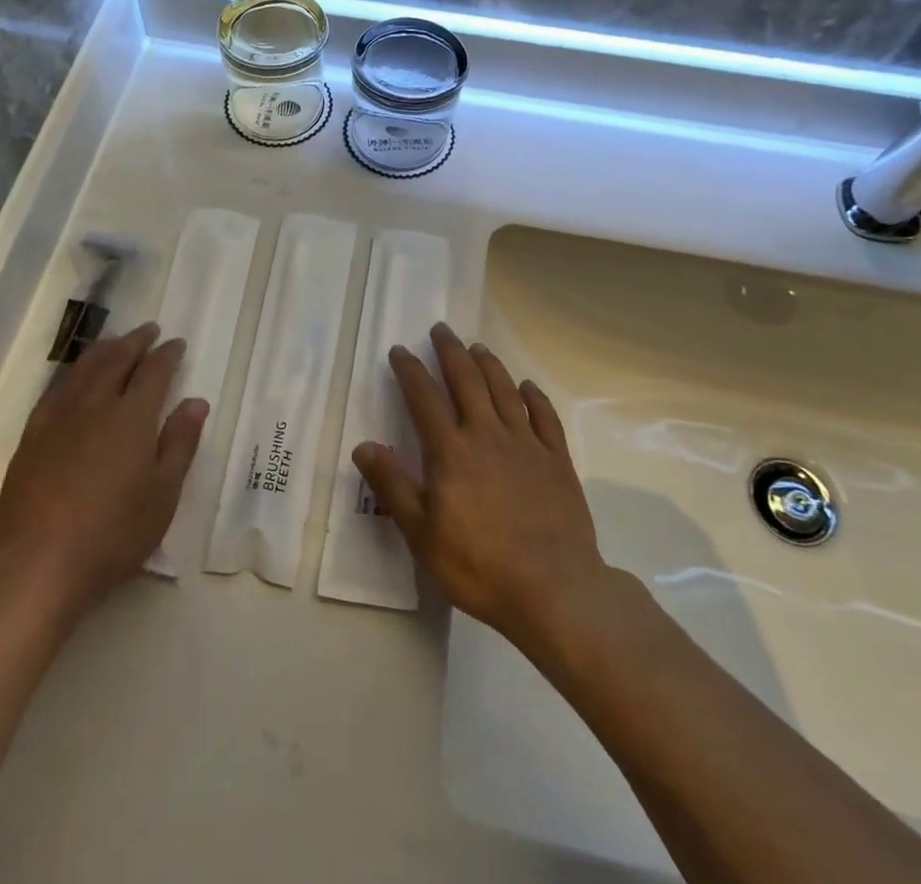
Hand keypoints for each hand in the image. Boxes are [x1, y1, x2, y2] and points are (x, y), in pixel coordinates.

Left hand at [0, 324, 206, 624]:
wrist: (38, 562)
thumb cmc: (113, 533)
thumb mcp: (163, 494)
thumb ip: (180, 443)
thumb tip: (196, 401)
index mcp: (132, 416)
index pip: (154, 371)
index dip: (167, 354)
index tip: (176, 343)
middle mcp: (96, 404)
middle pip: (117, 359)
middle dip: (136, 341)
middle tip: (149, 330)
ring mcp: (59, 417)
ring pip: (85, 368)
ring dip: (105, 349)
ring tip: (116, 342)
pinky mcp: (33, 435)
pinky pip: (57, 388)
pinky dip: (74, 372)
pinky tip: (75, 377)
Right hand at [354, 323, 608, 646]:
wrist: (555, 590)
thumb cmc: (479, 566)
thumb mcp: (422, 534)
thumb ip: (393, 486)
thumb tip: (364, 445)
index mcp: (451, 451)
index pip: (424, 398)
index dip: (410, 370)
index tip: (400, 350)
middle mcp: (487, 435)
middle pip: (466, 381)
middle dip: (450, 352)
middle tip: (441, 329)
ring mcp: (526, 445)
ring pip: (504, 390)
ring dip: (489, 364)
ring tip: (477, 346)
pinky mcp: (557, 460)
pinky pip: (545, 417)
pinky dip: (534, 396)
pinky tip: (528, 386)